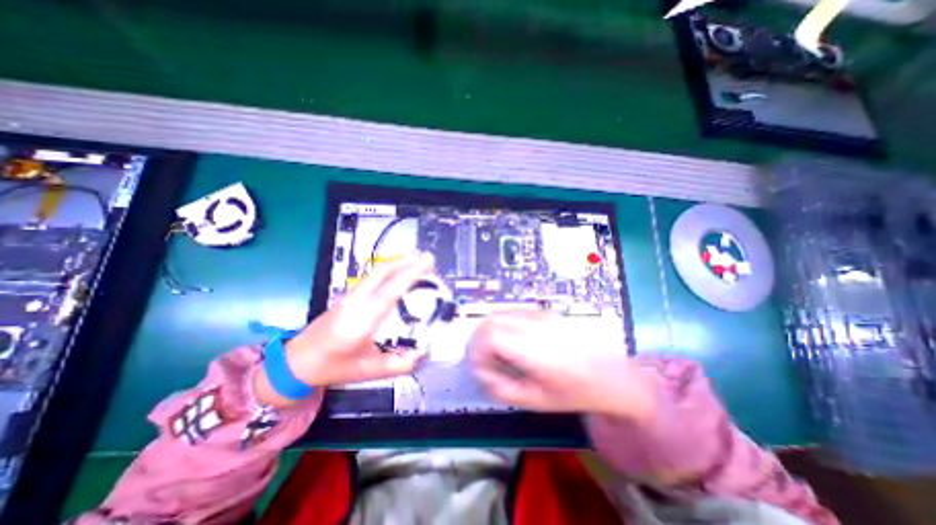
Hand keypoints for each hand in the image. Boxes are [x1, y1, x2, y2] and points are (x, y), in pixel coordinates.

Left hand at [252, 252, 433, 408]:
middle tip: (429, 259)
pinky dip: (390, 269)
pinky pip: (373, 276)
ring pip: (377, 272)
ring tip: (418, 260)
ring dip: (399, 263)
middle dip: (407, 262)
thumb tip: (424, 353)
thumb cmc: (334, 367)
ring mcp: (350, 296)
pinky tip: (399, 271)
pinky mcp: (348, 295)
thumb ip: (399, 365)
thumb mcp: (369, 372)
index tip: (428, 262)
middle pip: (383, 273)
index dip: (410, 274)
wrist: (296, 362)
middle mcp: (356, 302)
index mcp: (362, 321)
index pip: (390, 291)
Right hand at [467, 309, 656, 423]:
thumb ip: (502, 390)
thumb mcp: (537, 401)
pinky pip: (512, 313)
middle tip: (485, 362)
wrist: (612, 374)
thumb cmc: (578, 391)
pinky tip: (513, 343)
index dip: (477, 352)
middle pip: (490, 321)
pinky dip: (503, 326)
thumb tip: (483, 375)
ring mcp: (540, 315)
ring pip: (499, 314)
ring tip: (499, 354)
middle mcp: (534, 325)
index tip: (482, 369)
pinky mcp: (544, 313)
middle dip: (479, 342)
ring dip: (490, 333)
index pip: (489, 335)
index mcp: (533, 348)